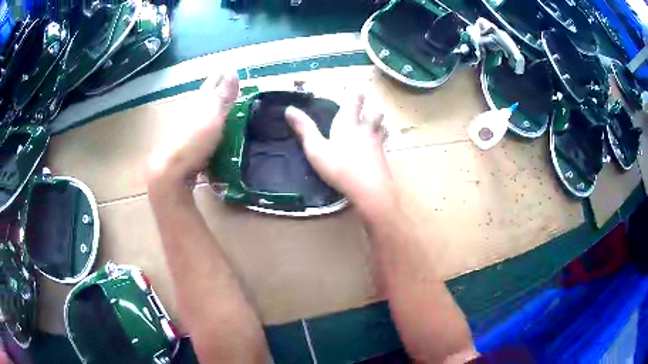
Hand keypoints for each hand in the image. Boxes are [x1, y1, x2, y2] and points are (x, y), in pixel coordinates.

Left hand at [147, 72, 238, 195]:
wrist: (171, 174)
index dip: (221, 78)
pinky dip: (208, 133)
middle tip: (230, 90)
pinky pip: (201, 136)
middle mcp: (188, 114)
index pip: (211, 85)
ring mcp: (186, 133)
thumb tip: (232, 69)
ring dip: (211, 113)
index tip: (231, 70)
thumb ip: (223, 95)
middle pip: (203, 100)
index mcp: (195, 103)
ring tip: (225, 113)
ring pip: (200, 118)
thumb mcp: (212, 115)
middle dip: (216, 94)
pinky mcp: (187, 151)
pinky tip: (214, 137)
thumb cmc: (192, 141)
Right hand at [285, 93, 396, 216]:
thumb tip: (289, 109)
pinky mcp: (384, 158)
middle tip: (368, 106)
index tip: (356, 86)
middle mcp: (366, 130)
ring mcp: (377, 144)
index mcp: (349, 124)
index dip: (355, 93)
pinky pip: (385, 144)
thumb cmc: (341, 168)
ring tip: (377, 122)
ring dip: (379, 122)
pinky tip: (380, 147)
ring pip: (382, 127)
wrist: (370, 190)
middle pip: (374, 113)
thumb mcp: (316, 149)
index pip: (354, 101)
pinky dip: (383, 141)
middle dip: (371, 108)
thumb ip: (304, 129)